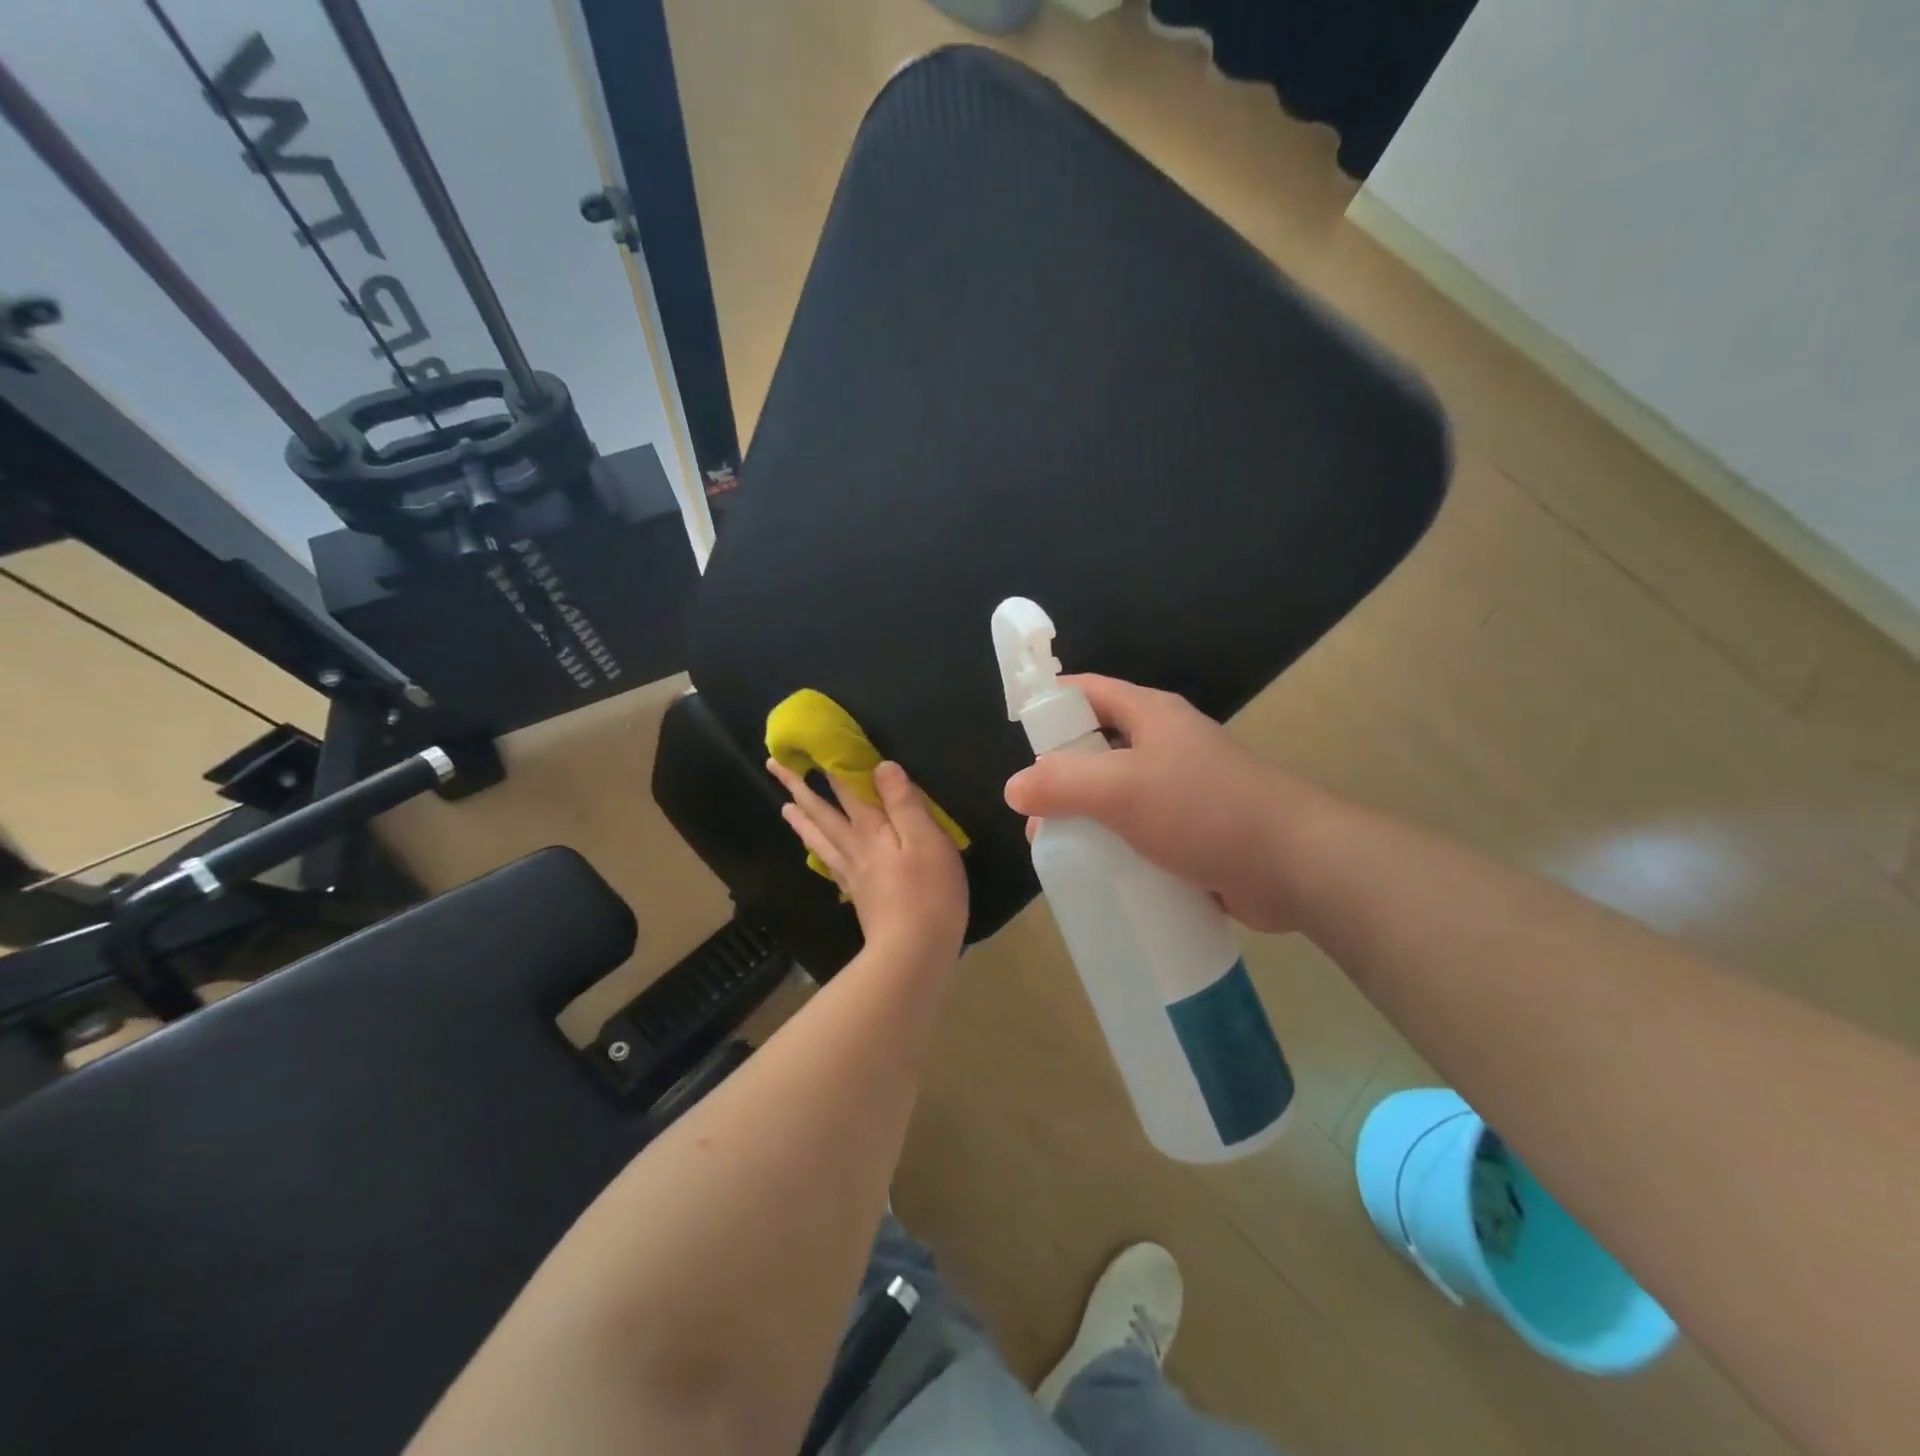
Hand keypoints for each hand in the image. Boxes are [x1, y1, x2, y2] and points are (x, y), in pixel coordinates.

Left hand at [767, 758, 969, 966]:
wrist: (913, 951)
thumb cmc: (929, 892)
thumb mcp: (926, 839)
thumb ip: (903, 802)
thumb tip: (882, 765)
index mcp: (871, 830)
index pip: (846, 789)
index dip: (830, 765)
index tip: (806, 746)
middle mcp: (855, 847)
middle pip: (822, 812)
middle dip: (799, 787)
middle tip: (774, 768)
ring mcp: (853, 873)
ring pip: (820, 838)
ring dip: (802, 819)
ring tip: (784, 807)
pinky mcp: (858, 895)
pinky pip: (830, 864)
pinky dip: (818, 851)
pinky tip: (818, 853)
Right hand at [1003, 675, 1317, 932]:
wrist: (1295, 865)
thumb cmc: (1204, 810)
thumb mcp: (1122, 789)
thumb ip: (1062, 783)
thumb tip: (1014, 788)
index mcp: (1150, 716)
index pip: (1086, 692)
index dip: (1049, 703)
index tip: (1015, 733)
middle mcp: (1164, 745)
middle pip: (1096, 748)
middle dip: (1059, 777)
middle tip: (1033, 815)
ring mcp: (1181, 790)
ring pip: (1116, 796)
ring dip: (1086, 819)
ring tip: (1059, 851)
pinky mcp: (1193, 832)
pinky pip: (1139, 832)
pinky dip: (1115, 847)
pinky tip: (1098, 874)